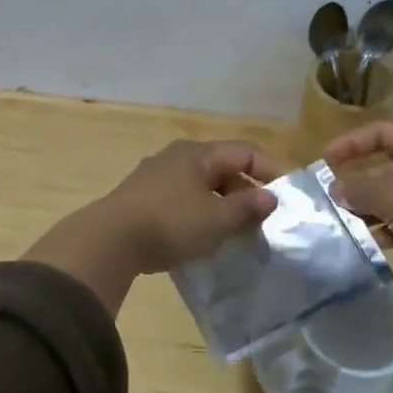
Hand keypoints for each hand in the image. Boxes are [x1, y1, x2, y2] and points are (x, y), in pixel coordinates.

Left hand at [25, 141, 282, 311]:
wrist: (108, 241)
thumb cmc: (170, 223)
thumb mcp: (216, 219)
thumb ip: (247, 207)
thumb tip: (270, 197)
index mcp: (198, 153)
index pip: (244, 152)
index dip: (269, 171)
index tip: (283, 198)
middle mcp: (176, 156)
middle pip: (222, 167)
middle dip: (244, 192)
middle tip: (259, 220)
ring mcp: (155, 175)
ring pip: (200, 184)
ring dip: (221, 204)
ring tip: (233, 231)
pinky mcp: (140, 196)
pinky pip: (181, 198)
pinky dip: (198, 211)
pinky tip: (200, 235)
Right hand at [324, 122, 392, 344]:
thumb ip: (360, 187)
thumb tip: (336, 188)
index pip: (385, 131)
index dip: (352, 142)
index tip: (325, 160)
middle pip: (392, 164)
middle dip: (360, 179)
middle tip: (331, 196)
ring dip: (372, 207)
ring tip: (344, 223)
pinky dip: (390, 228)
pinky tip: (371, 243)